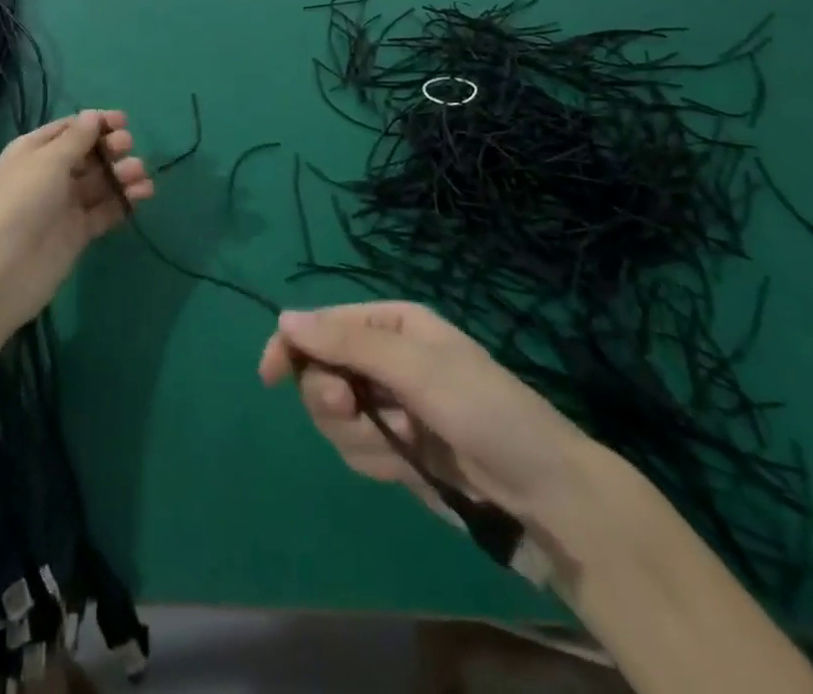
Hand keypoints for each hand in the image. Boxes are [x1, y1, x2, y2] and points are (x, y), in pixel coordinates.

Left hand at [0, 110, 152, 331]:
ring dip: (122, 174)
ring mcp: (65, 204)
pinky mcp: (79, 232)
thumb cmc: (23, 202)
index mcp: (35, 151)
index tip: (124, 122)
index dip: (96, 123)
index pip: (70, 129)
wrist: (4, 270)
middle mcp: (50, 174)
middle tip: (127, 147)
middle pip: (88, 154)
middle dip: (110, 148)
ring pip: (100, 182)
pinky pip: (105, 210)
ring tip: (140, 174)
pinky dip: (124, 201)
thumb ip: (76, 138)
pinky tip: (142, 194)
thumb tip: (94, 115)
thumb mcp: (48, 161)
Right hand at [258, 302, 590, 529]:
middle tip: (355, 411)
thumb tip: (284, 318)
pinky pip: (355, 447)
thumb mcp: (415, 368)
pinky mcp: (394, 447)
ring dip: (358, 434)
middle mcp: (384, 358)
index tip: (270, 375)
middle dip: (332, 398)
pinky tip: (406, 465)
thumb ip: (348, 344)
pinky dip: (373, 458)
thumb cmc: (483, 409)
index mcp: (391, 324)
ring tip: (399, 445)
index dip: (292, 346)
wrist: (542, 494)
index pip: (323, 324)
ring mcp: (389, 405)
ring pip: (333, 415)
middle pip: (321, 371)